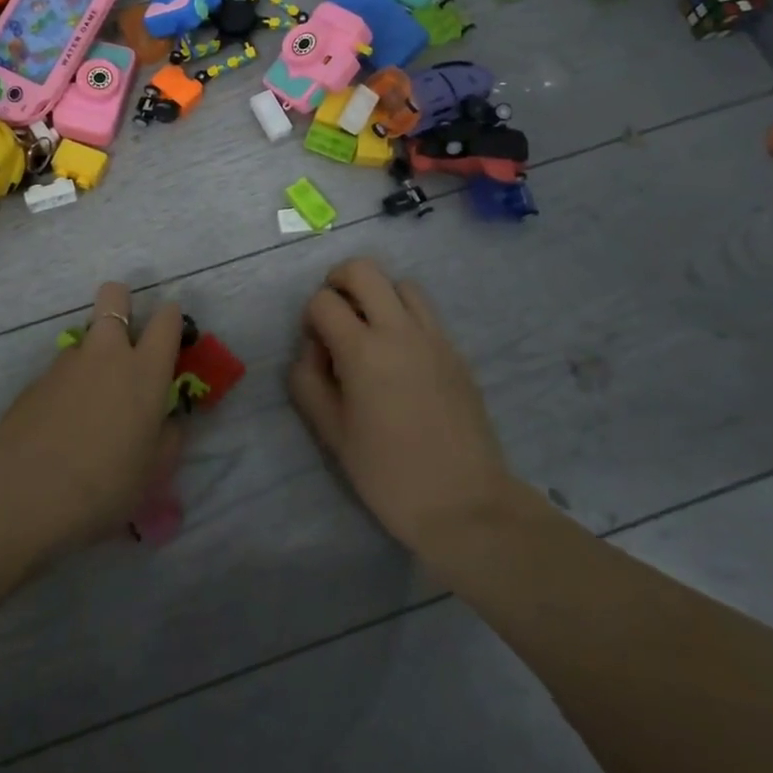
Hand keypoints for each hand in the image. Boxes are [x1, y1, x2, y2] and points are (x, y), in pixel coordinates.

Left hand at [0, 282, 183, 551]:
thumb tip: (167, 421)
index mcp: (145, 371)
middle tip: (125, 341)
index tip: (171, 334)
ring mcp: (66, 362)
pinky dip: (66, 387)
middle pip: (114, 295)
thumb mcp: (152, 472)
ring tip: (89, 406)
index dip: (171, 318)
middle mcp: (107, 353)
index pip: (167, 320)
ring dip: (92, 357)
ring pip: (85, 338)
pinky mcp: (34, 380)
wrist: (23, 492)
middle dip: (122, 303)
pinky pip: (60, 371)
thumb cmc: (103, 484)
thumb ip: (166, 439)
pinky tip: (60, 426)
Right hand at [287, 258, 523, 557]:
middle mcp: (399, 330)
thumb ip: (307, 381)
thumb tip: (313, 350)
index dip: (310, 317)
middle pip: (364, 269)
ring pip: (401, 283)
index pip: (323, 300)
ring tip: (371, 333)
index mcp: (363, 350)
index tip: (315, 348)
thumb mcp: (331, 432)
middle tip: (335, 315)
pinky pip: (426, 313)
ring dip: (378, 296)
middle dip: (339, 281)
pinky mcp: (456, 351)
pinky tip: (401, 357)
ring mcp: (434, 337)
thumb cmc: (388, 474)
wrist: (465, 504)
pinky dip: (405, 317)